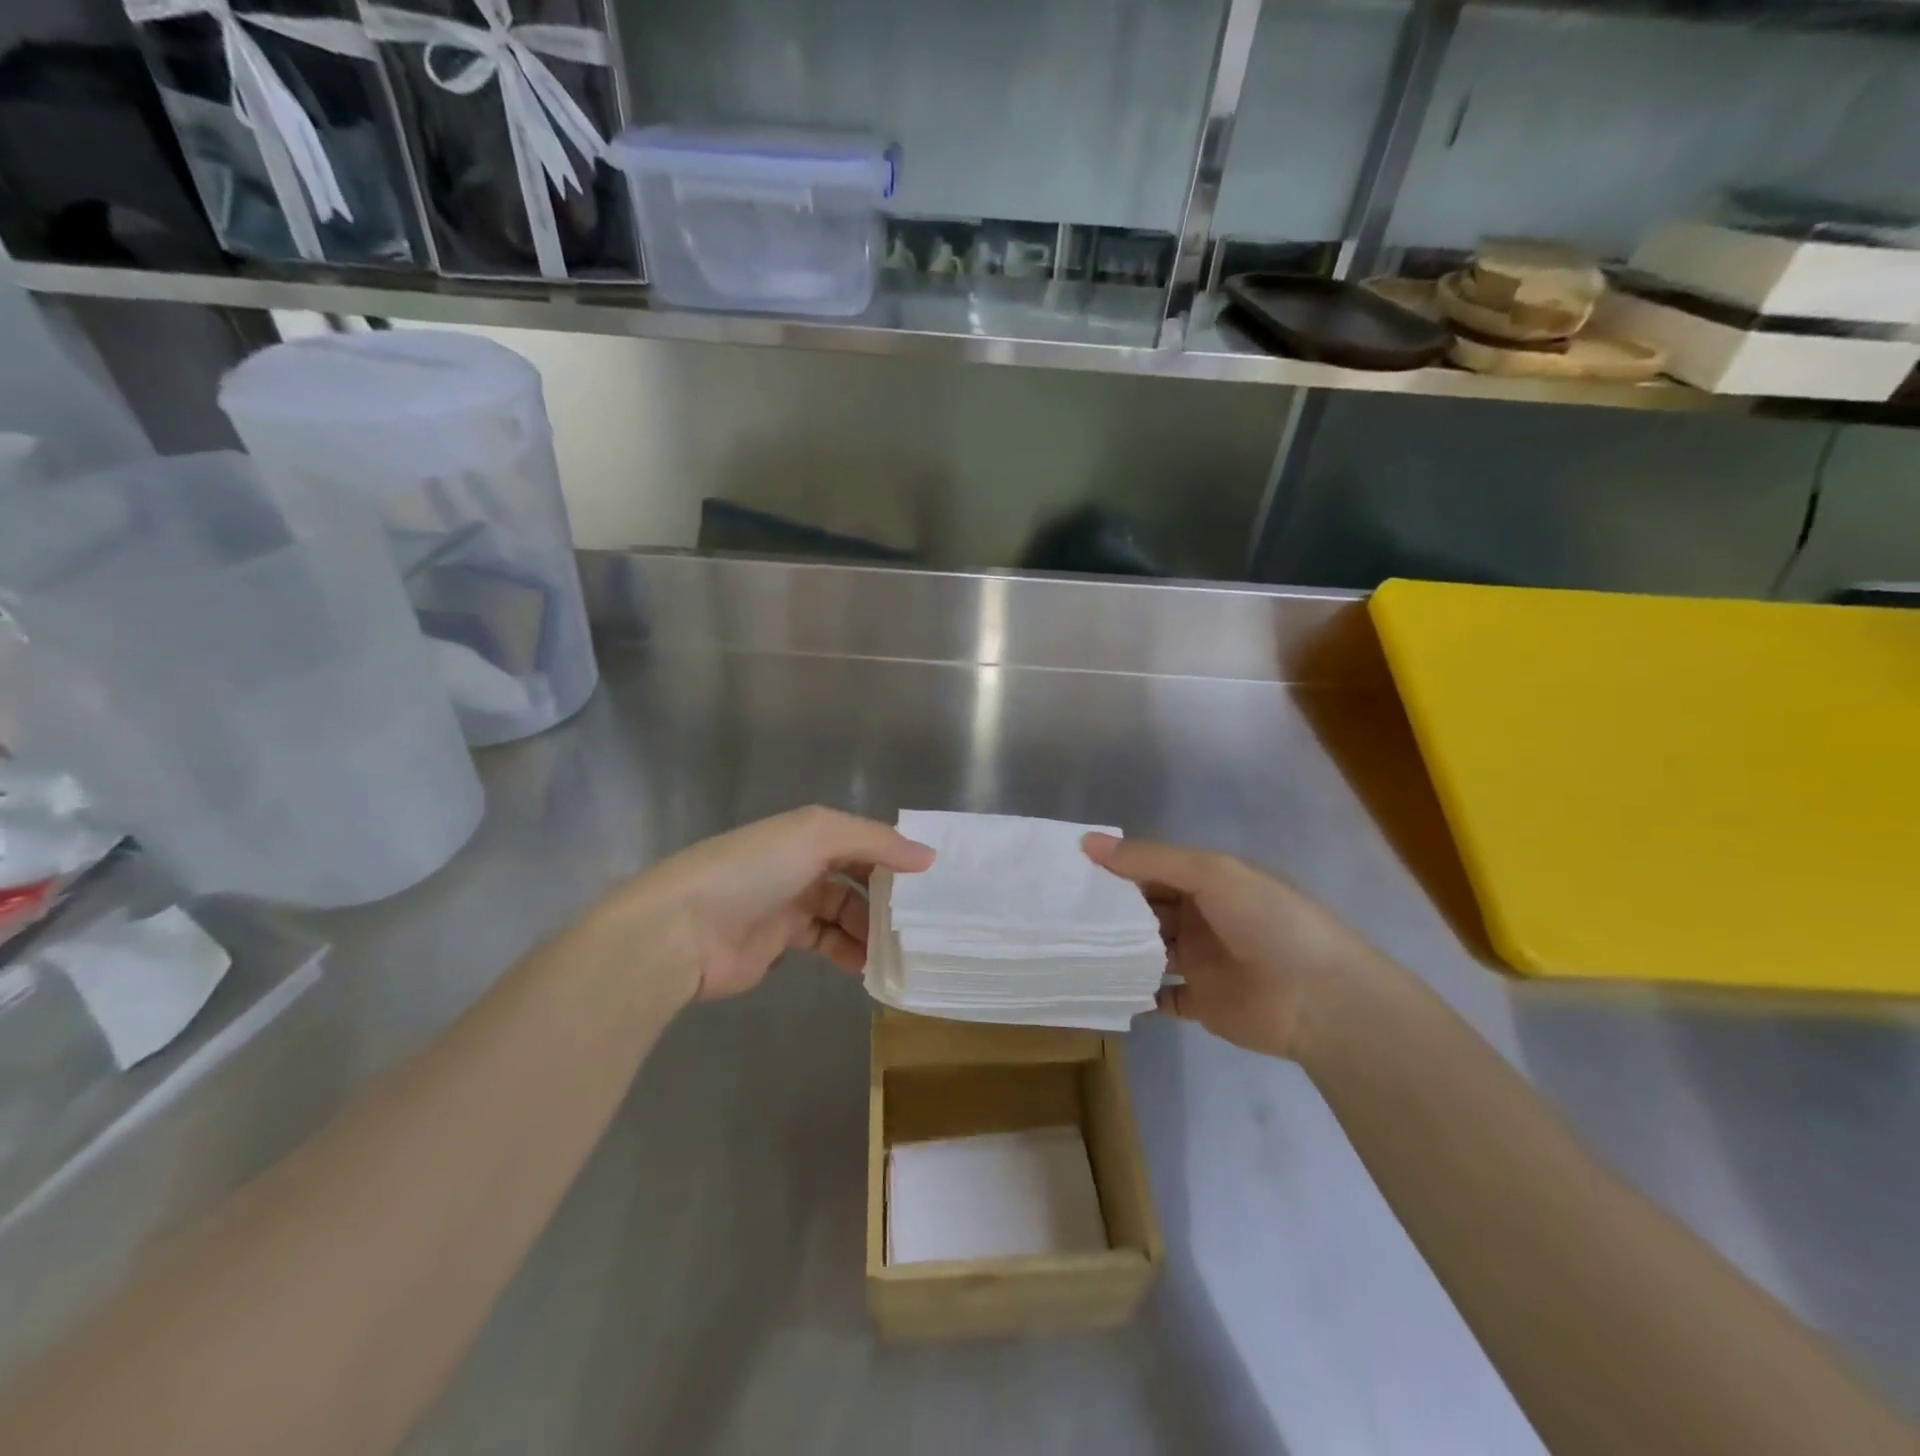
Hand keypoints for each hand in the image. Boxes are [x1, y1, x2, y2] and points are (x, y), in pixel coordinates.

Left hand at [614, 807, 933, 1002]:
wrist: (682, 930)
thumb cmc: (753, 870)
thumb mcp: (817, 836)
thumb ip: (875, 842)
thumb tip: (928, 856)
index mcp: (807, 834)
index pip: (862, 841)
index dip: (894, 856)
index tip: (931, 880)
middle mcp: (800, 864)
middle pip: (856, 879)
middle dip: (887, 898)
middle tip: (921, 922)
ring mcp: (788, 905)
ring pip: (844, 914)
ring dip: (871, 929)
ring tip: (900, 949)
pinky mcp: (778, 944)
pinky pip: (826, 944)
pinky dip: (849, 953)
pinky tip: (870, 966)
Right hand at [1083, 834, 1378, 1059]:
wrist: (1321, 999)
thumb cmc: (1267, 921)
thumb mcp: (1210, 874)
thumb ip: (1149, 860)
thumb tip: (1087, 841)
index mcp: (1206, 882)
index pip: (1149, 870)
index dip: (1112, 869)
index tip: (1066, 871)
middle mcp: (1200, 918)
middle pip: (1145, 910)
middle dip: (1109, 911)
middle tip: (1056, 913)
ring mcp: (1200, 962)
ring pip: (1148, 952)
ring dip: (1118, 950)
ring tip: (1068, 950)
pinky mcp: (1202, 1004)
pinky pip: (1160, 997)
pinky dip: (1135, 994)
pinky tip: (1101, 988)